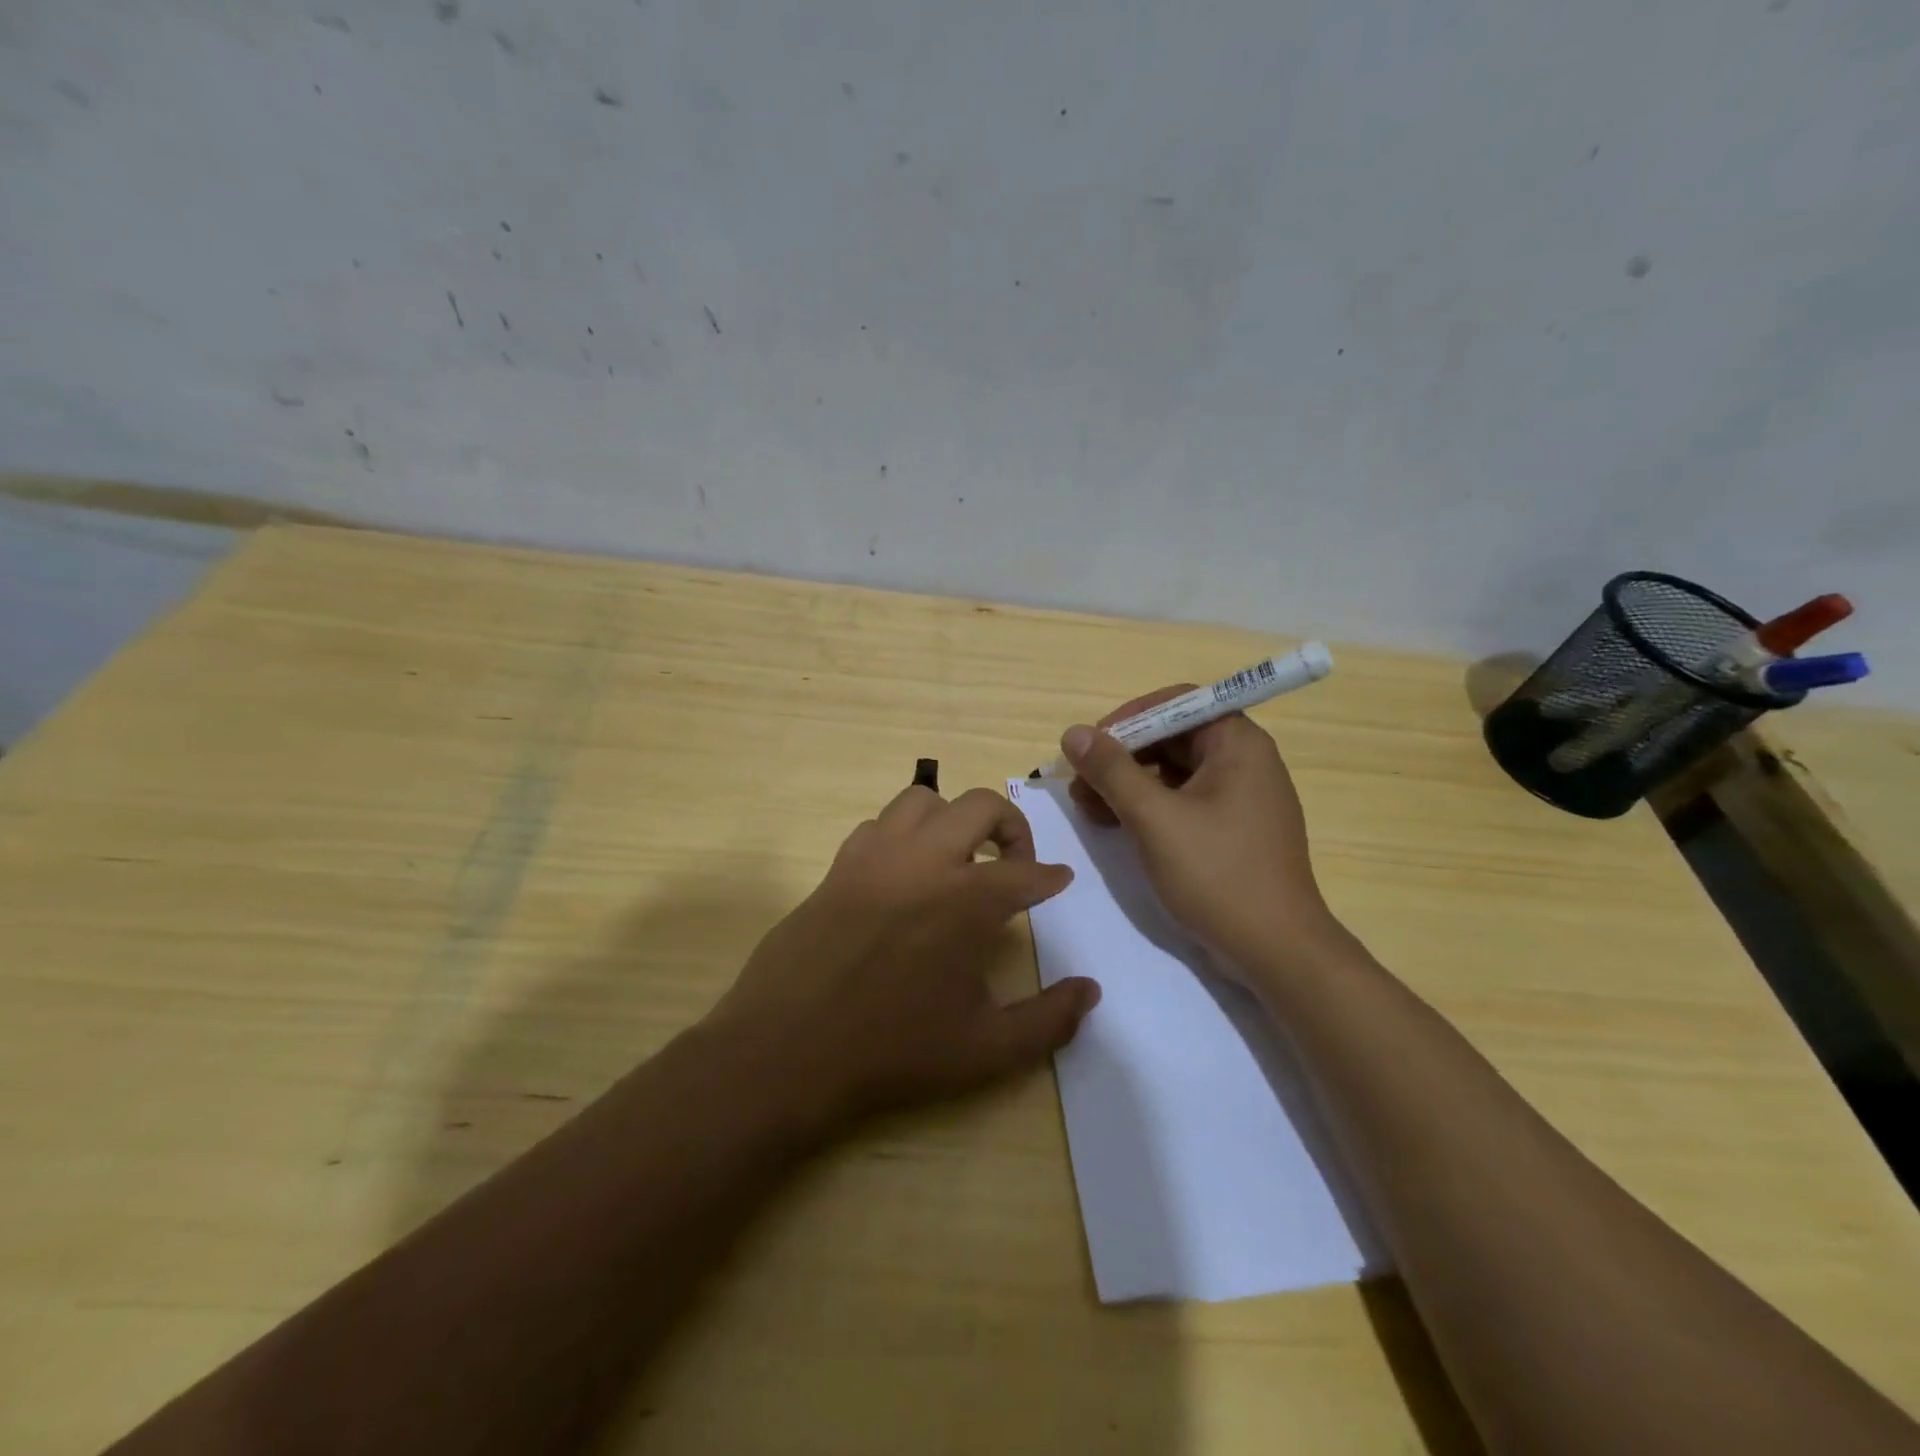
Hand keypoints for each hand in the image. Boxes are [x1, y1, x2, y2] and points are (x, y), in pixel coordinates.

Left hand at [711, 786, 1099, 1128]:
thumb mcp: (985, 1050)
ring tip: (958, 857)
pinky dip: (902, 836)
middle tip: (1016, 862)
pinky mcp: (838, 867)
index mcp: (966, 900)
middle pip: (980, 805)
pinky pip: (877, 826)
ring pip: (922, 801)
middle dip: (1011, 826)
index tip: (1060, 880)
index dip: (1050, 877)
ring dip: (952, 819)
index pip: (1025, 872)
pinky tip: (903, 874)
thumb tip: (1090, 990)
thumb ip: (1048, 1020)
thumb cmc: (893, 1051)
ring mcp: (875, 857)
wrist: (788, 1051)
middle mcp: (924, 862)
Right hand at [1061, 689, 1338, 973]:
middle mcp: (1245, 761)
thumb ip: (1112, 771)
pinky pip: (1184, 801)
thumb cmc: (1217, 873)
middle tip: (1081, 783)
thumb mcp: (1154, 818)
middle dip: (1122, 756)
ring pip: (1174, 772)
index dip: (1130, 718)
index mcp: (1238, 744)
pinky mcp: (1233, 830)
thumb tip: (1073, 733)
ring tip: (1089, 808)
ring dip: (1129, 784)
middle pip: (1173, 738)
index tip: (1092, 745)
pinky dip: (1149, 807)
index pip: (1178, 703)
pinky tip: (1115, 826)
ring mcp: (1241, 798)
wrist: (1276, 950)